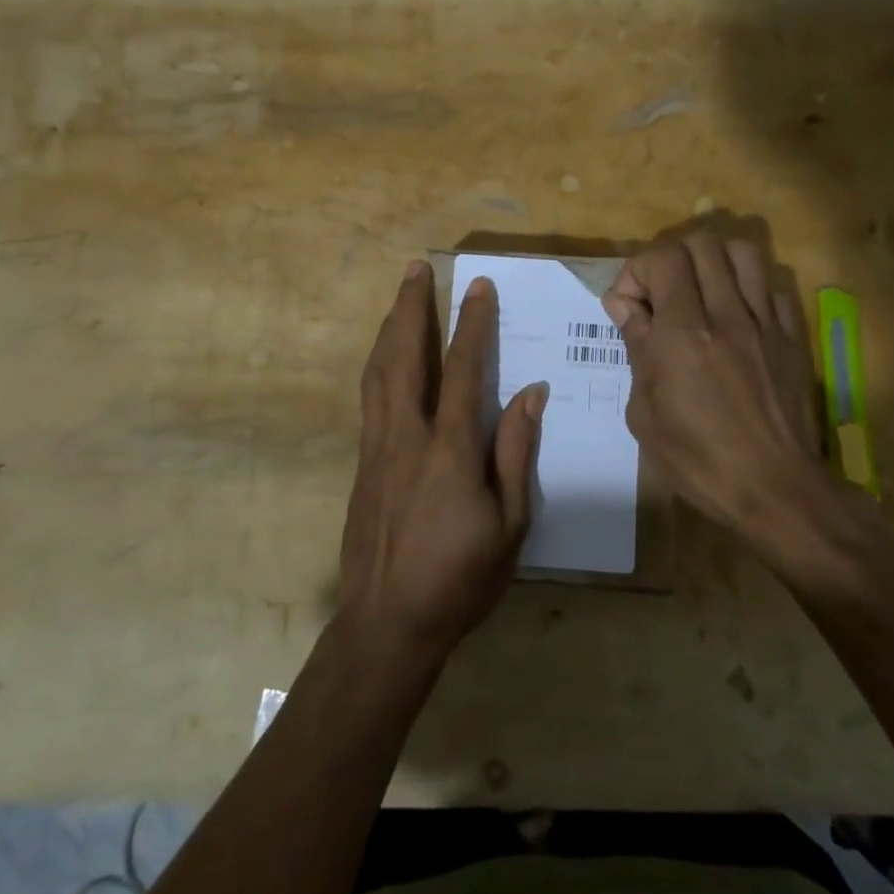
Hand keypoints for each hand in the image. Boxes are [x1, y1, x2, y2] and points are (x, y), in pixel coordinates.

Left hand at [338, 261, 546, 668]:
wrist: (387, 624)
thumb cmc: (461, 578)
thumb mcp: (510, 523)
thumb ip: (516, 452)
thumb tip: (531, 394)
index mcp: (449, 450)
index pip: (463, 370)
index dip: (472, 324)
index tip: (477, 287)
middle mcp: (407, 436)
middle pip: (405, 356)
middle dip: (411, 307)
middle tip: (416, 269)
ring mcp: (377, 448)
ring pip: (378, 372)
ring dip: (389, 329)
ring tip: (399, 298)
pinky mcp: (362, 464)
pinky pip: (370, 398)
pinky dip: (378, 365)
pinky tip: (385, 359)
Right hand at [604, 231, 870, 574]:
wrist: (775, 490)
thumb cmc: (698, 460)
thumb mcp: (644, 412)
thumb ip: (636, 347)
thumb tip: (625, 306)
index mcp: (683, 332)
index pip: (663, 258)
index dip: (637, 272)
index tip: (629, 308)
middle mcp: (726, 314)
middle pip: (702, 244)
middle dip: (671, 260)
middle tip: (661, 296)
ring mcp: (765, 323)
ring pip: (743, 252)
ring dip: (713, 263)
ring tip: (700, 294)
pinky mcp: (793, 337)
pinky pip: (773, 287)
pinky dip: (749, 288)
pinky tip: (737, 316)